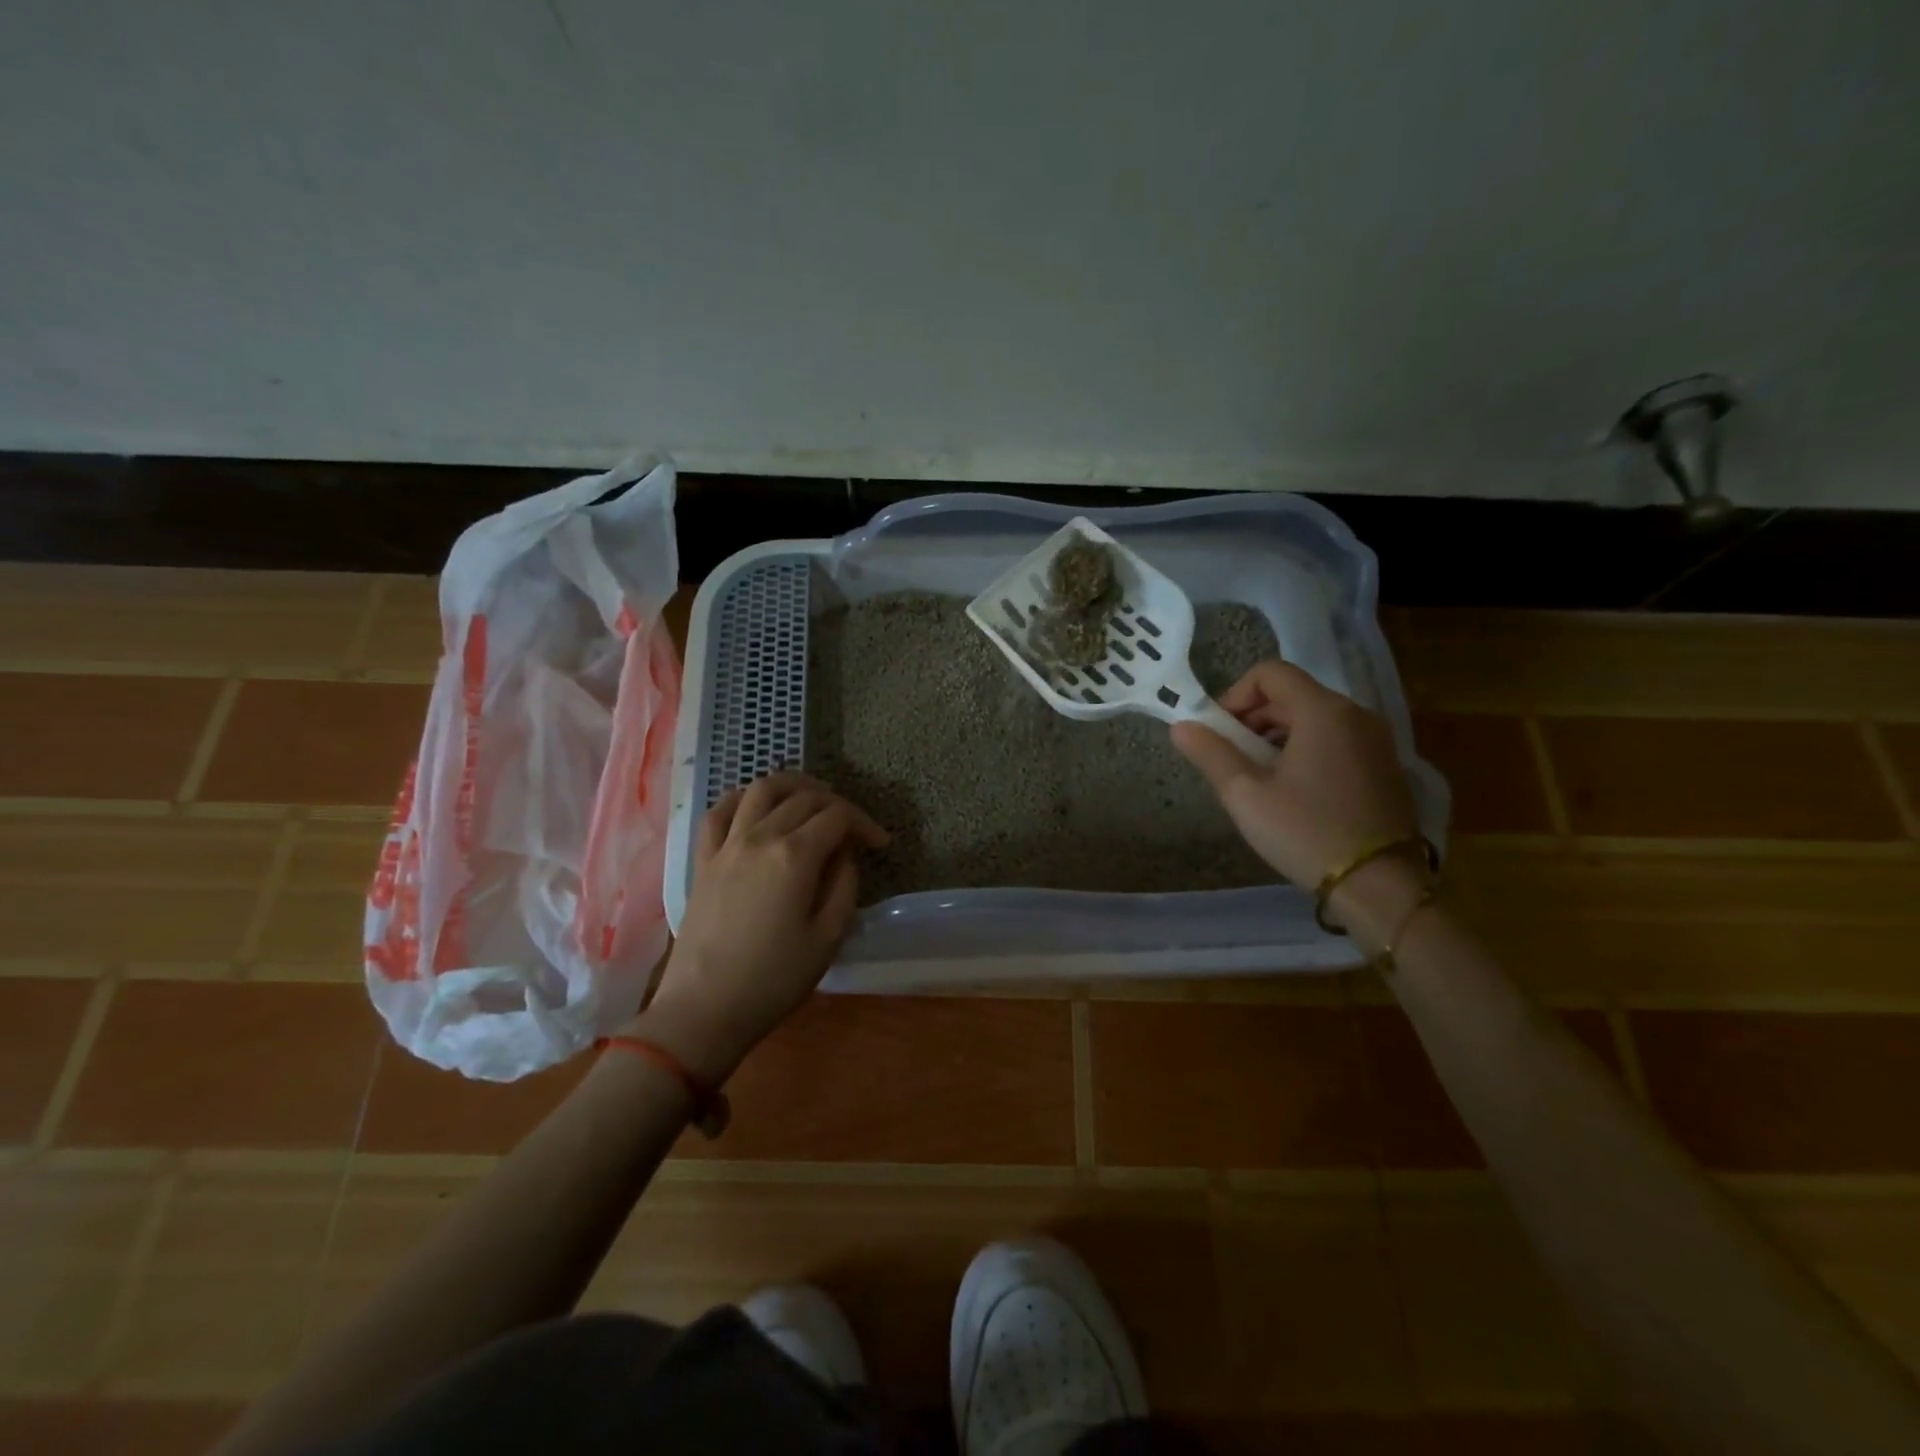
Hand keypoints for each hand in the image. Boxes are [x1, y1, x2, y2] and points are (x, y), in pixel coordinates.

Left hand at [637, 772, 887, 1081]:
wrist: (704, 1009)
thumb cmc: (774, 979)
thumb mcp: (828, 937)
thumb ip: (844, 885)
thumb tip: (845, 853)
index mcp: (795, 856)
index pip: (838, 816)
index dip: (864, 823)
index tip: (880, 843)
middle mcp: (760, 837)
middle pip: (804, 797)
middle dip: (836, 803)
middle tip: (852, 827)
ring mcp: (727, 845)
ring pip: (762, 789)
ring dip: (792, 785)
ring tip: (811, 797)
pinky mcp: (703, 859)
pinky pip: (720, 811)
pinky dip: (743, 797)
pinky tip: (757, 806)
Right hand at [1171, 661, 1422, 930]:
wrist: (1379, 886)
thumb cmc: (1306, 832)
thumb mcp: (1245, 794)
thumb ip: (1210, 753)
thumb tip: (1180, 726)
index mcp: (1323, 711)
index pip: (1270, 673)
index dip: (1235, 694)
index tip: (1218, 732)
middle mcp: (1355, 714)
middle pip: (1291, 694)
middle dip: (1252, 718)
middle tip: (1230, 758)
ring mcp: (1375, 740)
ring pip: (1312, 718)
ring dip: (1275, 735)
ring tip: (1257, 777)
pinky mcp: (1384, 766)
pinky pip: (1334, 739)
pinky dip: (1304, 749)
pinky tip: (1291, 790)